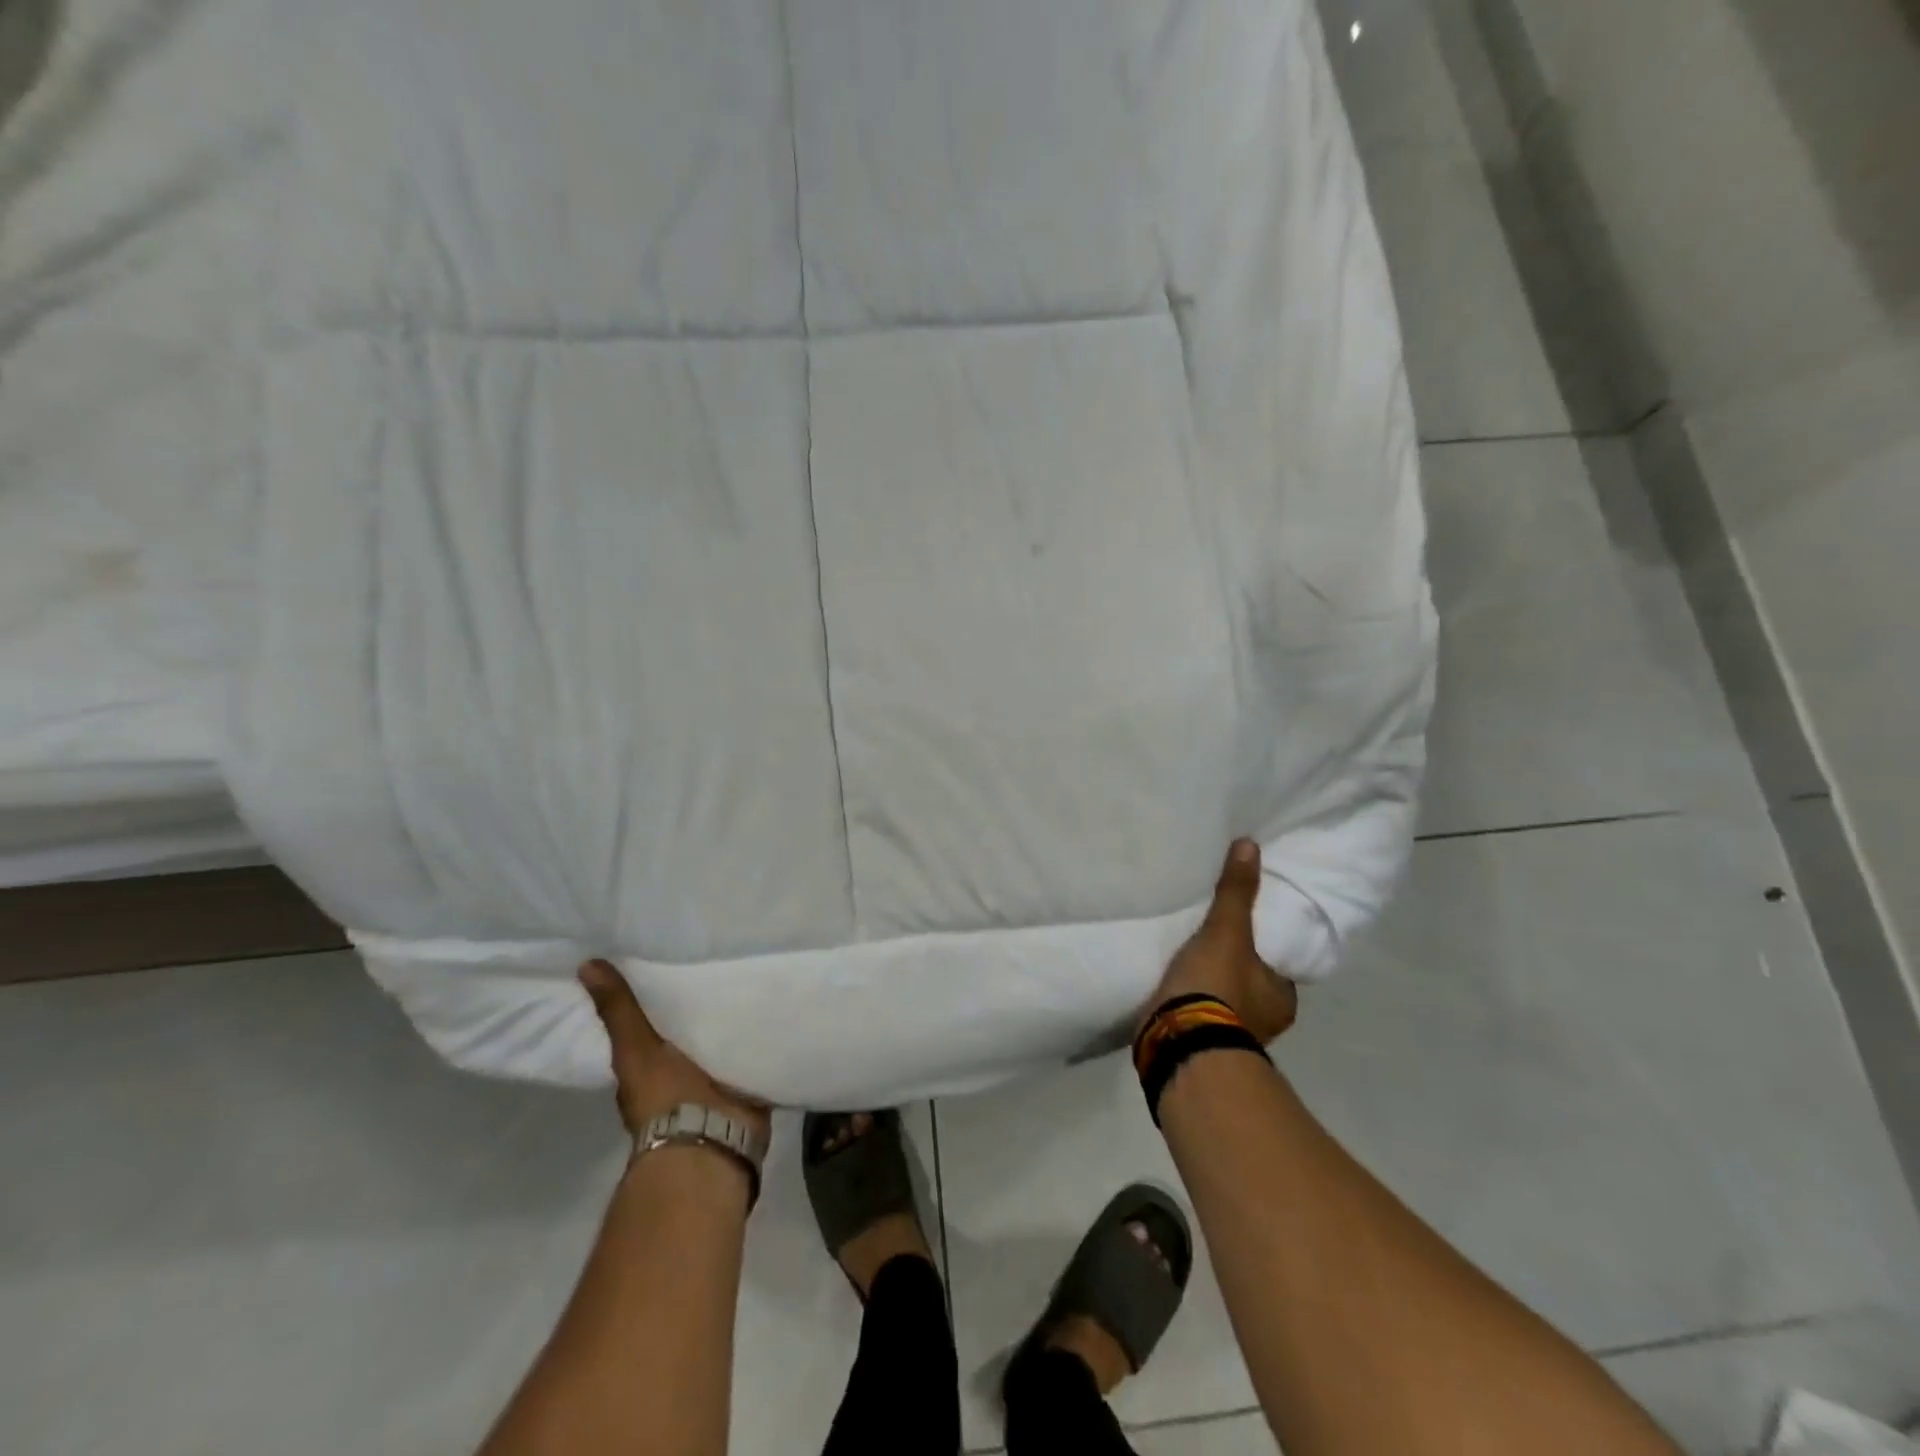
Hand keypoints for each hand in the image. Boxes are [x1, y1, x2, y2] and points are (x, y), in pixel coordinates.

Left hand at [578, 959, 771, 1143]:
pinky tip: (774, 1000)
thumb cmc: (665, 1095)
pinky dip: (760, 1031)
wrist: (709, 1139)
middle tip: (719, 954)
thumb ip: (618, 1010)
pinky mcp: (748, 1080)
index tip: (672, 956)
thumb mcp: (636, 1048)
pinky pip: (754, 1048)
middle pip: (690, 1027)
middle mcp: (679, 1070)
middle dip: (701, 1002)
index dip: (658, 993)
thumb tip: (585, 964)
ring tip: (752, 967)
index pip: (652, 1019)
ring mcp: (715, 1078)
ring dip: (732, 1016)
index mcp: (649, 1064)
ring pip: (723, 1037)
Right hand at [1145, 840, 1298, 1043]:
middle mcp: (1265, 1021)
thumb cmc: (1217, 986)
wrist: (1178, 1040)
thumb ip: (1237, 891)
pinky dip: (1188, 996)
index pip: (1278, 962)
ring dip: (1208, 982)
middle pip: (1250, 980)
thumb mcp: (1227, 930)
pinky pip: (1197, 1009)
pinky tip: (1172, 979)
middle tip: (1212, 934)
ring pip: (1223, 998)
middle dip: (1233, 963)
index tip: (1243, 926)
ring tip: (1187, 952)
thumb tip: (1250, 844)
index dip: (1263, 944)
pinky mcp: (1198, 1041)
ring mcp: (1231, 1036)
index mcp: (1282, 998)